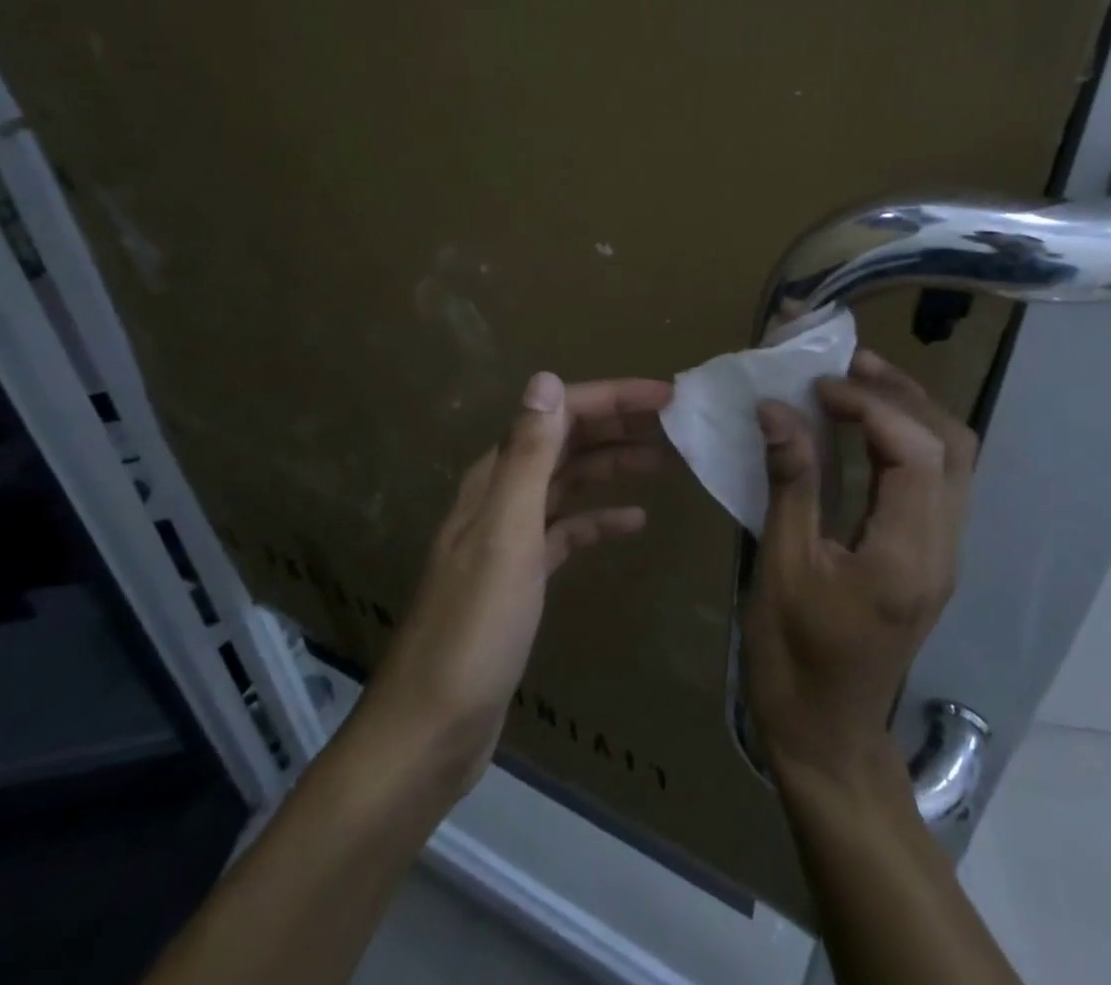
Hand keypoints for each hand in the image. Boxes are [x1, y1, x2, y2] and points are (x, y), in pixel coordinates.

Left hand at [363, 370, 672, 790]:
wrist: (431, 731)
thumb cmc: (473, 630)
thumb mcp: (506, 535)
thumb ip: (527, 456)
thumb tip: (547, 379)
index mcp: (496, 478)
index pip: (560, 415)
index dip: (613, 399)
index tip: (667, 398)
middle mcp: (502, 496)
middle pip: (568, 443)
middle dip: (620, 426)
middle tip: (678, 424)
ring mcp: (511, 537)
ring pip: (571, 483)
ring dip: (615, 466)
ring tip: (668, 461)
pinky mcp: (522, 577)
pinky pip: (567, 530)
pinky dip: (600, 519)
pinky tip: (634, 521)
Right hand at [742, 350, 977, 787]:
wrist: (827, 733)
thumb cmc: (794, 655)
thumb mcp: (780, 566)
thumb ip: (789, 482)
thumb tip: (776, 408)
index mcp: (907, 556)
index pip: (915, 451)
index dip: (870, 404)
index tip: (817, 387)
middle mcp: (943, 549)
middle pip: (951, 445)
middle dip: (900, 394)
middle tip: (846, 365)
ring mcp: (945, 554)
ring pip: (954, 458)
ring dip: (910, 411)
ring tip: (857, 382)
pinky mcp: (933, 556)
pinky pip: (938, 478)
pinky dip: (907, 439)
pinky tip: (865, 428)